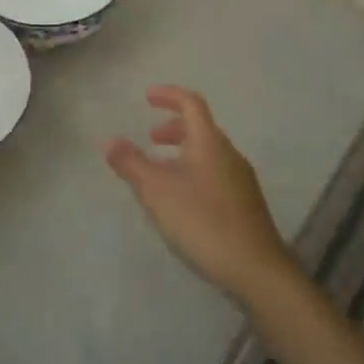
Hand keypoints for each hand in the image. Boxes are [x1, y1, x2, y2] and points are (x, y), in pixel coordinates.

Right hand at [106, 86, 301, 306]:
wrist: (256, 268)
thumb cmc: (202, 221)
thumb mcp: (157, 191)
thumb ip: (131, 163)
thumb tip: (108, 139)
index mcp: (210, 143)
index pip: (191, 104)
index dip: (169, 95)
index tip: (147, 96)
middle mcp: (229, 154)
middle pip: (201, 128)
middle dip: (174, 127)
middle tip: (151, 138)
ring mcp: (241, 180)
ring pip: (208, 153)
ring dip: (183, 152)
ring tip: (160, 171)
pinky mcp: (245, 203)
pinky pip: (215, 172)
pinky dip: (194, 170)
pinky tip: (182, 199)